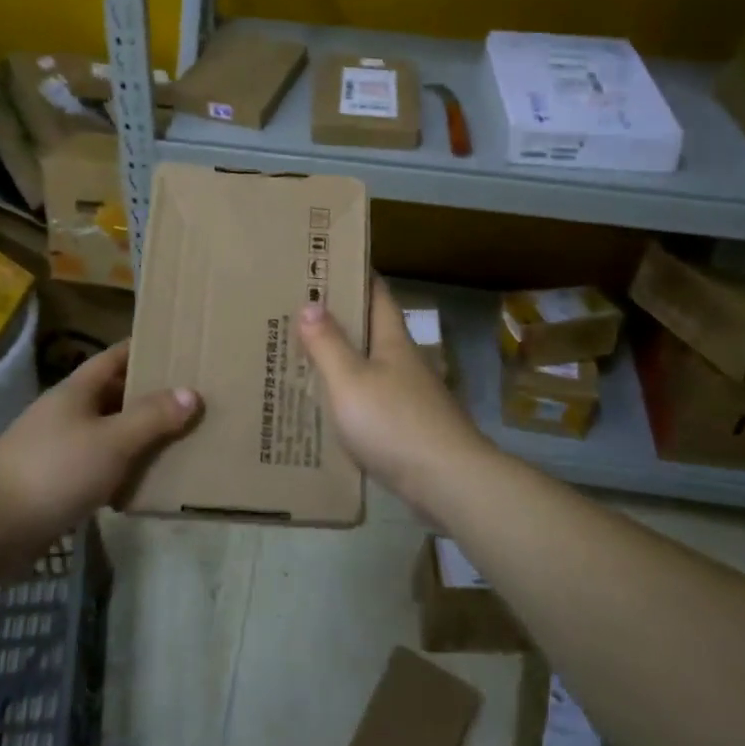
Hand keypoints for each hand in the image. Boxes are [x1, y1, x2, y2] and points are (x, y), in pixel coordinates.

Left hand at [0, 341, 200, 539]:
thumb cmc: (54, 470)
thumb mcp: (112, 440)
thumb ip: (152, 417)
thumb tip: (192, 392)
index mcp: (78, 389)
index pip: (117, 356)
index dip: (147, 349)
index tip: (182, 348)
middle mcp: (69, 412)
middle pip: (116, 394)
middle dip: (152, 396)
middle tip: (195, 398)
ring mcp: (60, 447)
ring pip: (110, 432)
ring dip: (141, 436)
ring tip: (184, 438)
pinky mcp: (58, 482)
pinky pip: (101, 467)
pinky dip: (124, 470)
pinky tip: (149, 481)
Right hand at [297, 277, 491, 510]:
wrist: (447, 481)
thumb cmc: (395, 423)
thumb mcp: (350, 380)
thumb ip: (328, 344)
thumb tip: (310, 303)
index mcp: (393, 340)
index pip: (377, 294)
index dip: (355, 275)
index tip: (326, 263)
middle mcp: (404, 361)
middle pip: (371, 330)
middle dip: (339, 319)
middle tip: (297, 311)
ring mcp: (409, 395)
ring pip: (369, 366)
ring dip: (341, 359)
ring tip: (301, 355)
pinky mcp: (408, 426)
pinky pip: (371, 400)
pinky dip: (348, 396)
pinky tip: (326, 407)